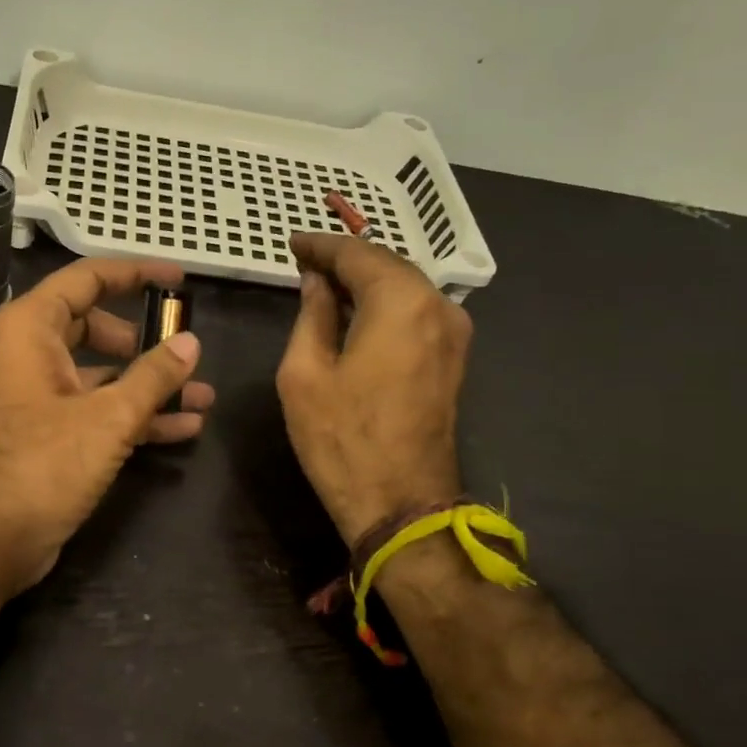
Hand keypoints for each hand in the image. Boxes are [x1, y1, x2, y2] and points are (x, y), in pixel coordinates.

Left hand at [0, 257, 214, 595]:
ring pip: (101, 376)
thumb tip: (190, 342)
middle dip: (145, 340)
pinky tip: (183, 429)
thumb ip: (154, 376)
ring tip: (203, 396)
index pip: (87, 280)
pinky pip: (96, 412)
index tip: (179, 279)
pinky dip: (134, 417)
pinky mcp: (47, 436)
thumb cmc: (41, 467)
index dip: (135, 274)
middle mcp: (29, 355)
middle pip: (95, 327)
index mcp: (29, 330)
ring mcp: (37, 397)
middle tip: (184, 350)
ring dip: (149, 386)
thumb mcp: (108, 418)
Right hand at [275, 233, 470, 546]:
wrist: (401, 503)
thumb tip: (316, 283)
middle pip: (388, 265)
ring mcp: (454, 333)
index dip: (321, 246)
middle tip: (305, 263)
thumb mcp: (304, 374)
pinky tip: (356, 314)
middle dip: (346, 260)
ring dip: (366, 282)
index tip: (292, 244)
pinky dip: (384, 305)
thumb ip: (312, 316)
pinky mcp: (454, 359)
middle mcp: (438, 306)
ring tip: (325, 286)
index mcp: (401, 302)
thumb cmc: (342, 439)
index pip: (357, 254)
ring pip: (405, 288)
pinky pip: (416, 313)